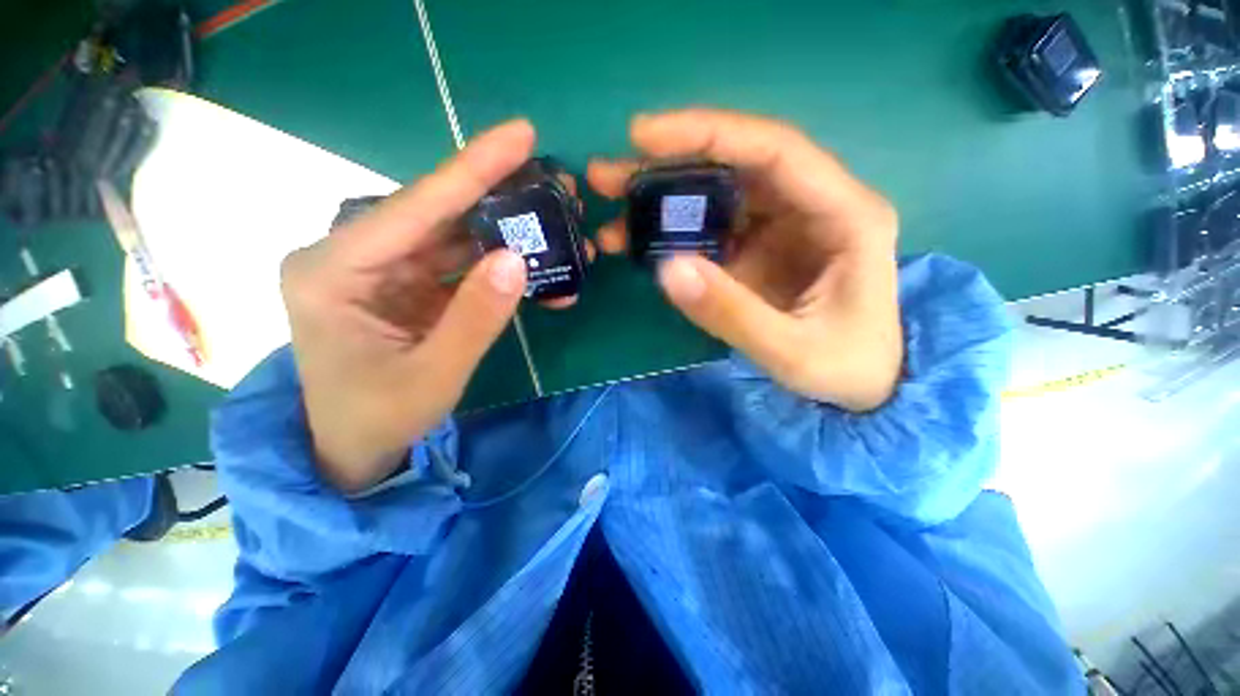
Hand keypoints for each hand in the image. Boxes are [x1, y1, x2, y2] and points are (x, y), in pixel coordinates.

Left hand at [281, 120, 536, 492]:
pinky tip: (538, 269)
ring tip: (557, 224)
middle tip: (555, 184)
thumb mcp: (434, 375)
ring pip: (455, 236)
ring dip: (508, 233)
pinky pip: (461, 266)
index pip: (415, 208)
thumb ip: (476, 318)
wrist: (355, 447)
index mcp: (333, 270)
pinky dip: (501, 267)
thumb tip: (517, 259)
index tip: (522, 135)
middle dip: (501, 199)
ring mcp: (385, 270)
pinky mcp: (409, 286)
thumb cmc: (380, 418)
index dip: (472, 170)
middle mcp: (354, 256)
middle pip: (439, 214)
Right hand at [588, 110, 902, 411]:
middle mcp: (814, 206)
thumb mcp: (790, 351)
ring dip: (662, 202)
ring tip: (612, 215)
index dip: (708, 135)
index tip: (642, 137)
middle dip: (668, 167)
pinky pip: (712, 229)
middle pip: (735, 166)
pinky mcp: (761, 249)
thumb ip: (731, 313)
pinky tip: (640, 244)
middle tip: (608, 176)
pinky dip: (674, 234)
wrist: (865, 386)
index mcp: (844, 214)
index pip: (773, 151)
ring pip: (717, 196)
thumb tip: (666, 268)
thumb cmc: (845, 368)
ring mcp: (784, 227)